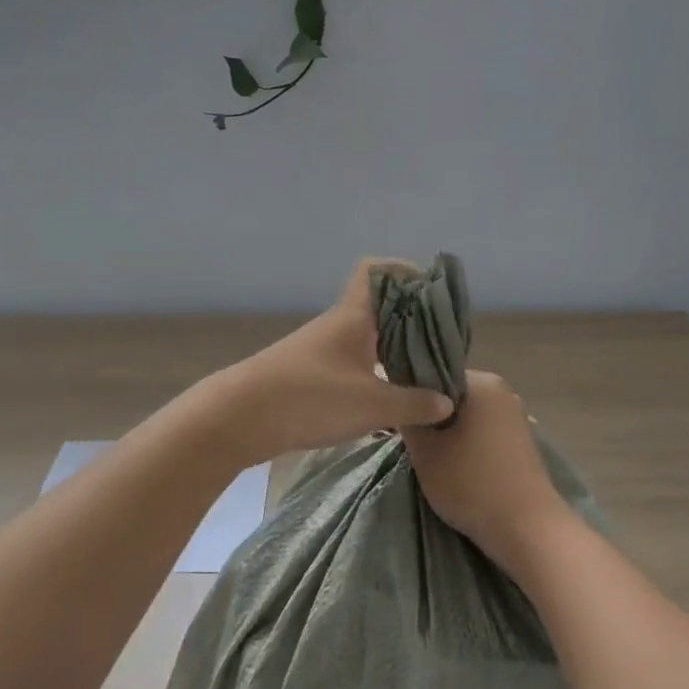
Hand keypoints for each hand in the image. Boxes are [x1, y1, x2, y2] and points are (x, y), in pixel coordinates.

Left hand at [199, 259, 454, 466]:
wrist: (240, 417)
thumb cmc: (310, 398)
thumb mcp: (371, 405)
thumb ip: (413, 403)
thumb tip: (448, 400)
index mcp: (353, 315)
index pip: (376, 270)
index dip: (405, 271)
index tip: (434, 293)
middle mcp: (338, 324)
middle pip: (379, 307)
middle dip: (412, 319)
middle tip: (443, 342)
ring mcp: (322, 349)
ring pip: (367, 336)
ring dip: (394, 348)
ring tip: (425, 371)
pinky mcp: (311, 374)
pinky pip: (353, 361)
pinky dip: (375, 370)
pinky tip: (390, 395)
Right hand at [403, 370, 571, 580]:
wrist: (528, 529)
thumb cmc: (471, 483)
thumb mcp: (425, 451)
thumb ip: (409, 419)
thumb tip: (406, 403)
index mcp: (481, 381)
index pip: (434, 375)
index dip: (413, 396)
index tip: (400, 420)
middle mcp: (502, 390)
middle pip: (452, 396)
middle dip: (432, 416)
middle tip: (413, 443)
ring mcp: (516, 416)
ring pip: (468, 416)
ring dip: (450, 433)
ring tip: (433, 458)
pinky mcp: (522, 441)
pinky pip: (485, 432)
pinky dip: (469, 444)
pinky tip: (458, 466)